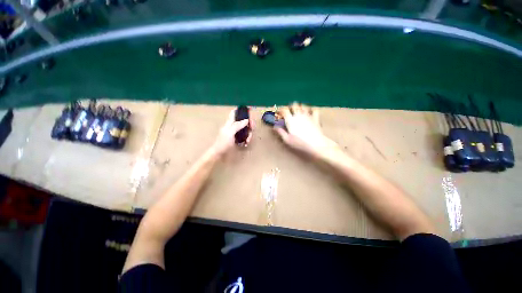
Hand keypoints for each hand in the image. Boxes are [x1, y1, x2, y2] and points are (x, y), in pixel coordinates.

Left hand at [211, 109, 251, 155]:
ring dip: (249, 134)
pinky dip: (247, 139)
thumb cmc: (223, 143)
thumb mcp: (229, 133)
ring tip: (247, 140)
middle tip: (252, 128)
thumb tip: (247, 120)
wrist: (219, 154)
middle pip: (243, 121)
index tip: (249, 109)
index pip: (235, 112)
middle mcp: (233, 126)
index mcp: (230, 123)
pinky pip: (245, 136)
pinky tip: (246, 143)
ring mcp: (236, 133)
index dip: (241, 110)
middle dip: (249, 124)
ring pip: (245, 129)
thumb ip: (237, 125)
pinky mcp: (237, 139)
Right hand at [274, 103, 337, 156]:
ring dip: (300, 107)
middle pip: (294, 105)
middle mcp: (298, 115)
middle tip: (290, 111)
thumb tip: (274, 127)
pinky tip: (310, 112)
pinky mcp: (315, 118)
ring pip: (303, 106)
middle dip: (291, 107)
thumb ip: (280, 132)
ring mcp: (308, 115)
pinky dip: (312, 110)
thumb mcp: (287, 139)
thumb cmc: (300, 142)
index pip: (284, 110)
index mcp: (290, 120)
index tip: (280, 113)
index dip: (281, 110)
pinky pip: (314, 110)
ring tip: (299, 111)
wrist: (315, 143)